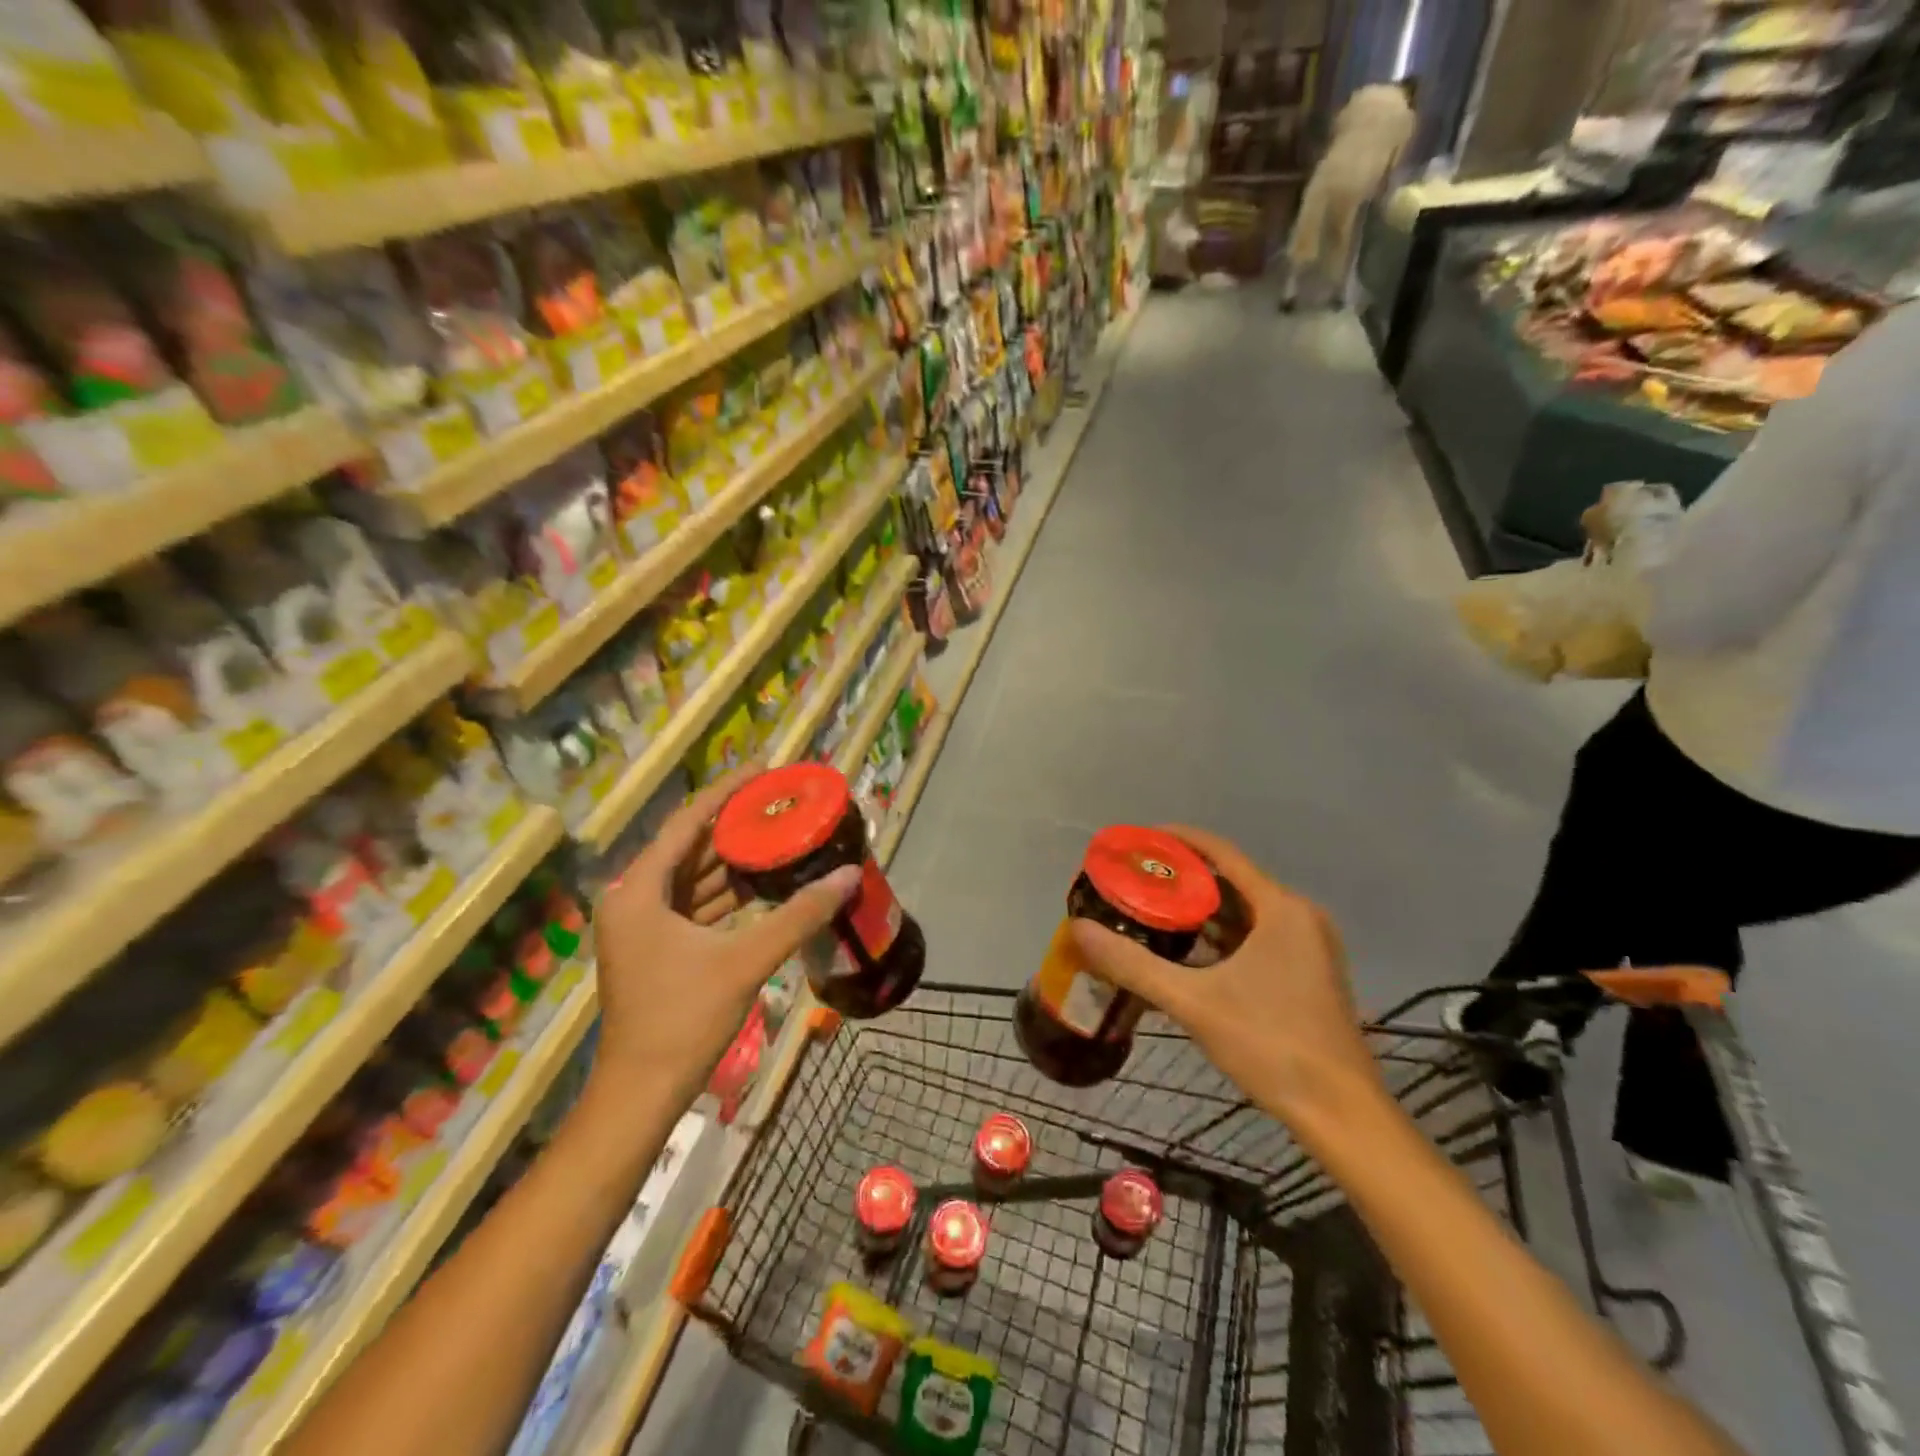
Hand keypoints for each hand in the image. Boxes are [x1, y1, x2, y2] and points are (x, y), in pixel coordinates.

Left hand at [589, 767, 859, 1105]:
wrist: (642, 1092)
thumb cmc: (683, 1019)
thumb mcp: (745, 961)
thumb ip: (799, 915)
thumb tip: (848, 876)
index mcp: (640, 890)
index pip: (687, 823)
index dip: (727, 792)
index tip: (764, 769)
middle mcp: (635, 898)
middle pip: (692, 847)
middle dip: (737, 826)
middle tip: (782, 803)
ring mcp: (644, 924)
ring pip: (695, 877)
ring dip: (735, 860)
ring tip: (781, 835)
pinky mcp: (658, 946)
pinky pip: (696, 904)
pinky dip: (728, 893)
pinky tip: (766, 883)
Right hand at [1069, 826, 1384, 1131]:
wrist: (1341, 1114)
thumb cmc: (1271, 1045)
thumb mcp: (1194, 1002)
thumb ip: (1133, 965)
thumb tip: (1079, 929)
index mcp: (1281, 908)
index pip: (1221, 852)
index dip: (1176, 840)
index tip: (1136, 841)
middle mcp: (1298, 916)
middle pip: (1231, 880)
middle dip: (1180, 879)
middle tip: (1134, 883)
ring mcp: (1309, 946)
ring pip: (1243, 912)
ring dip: (1199, 911)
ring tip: (1149, 913)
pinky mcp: (1308, 973)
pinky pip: (1255, 937)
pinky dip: (1220, 937)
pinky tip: (1186, 954)